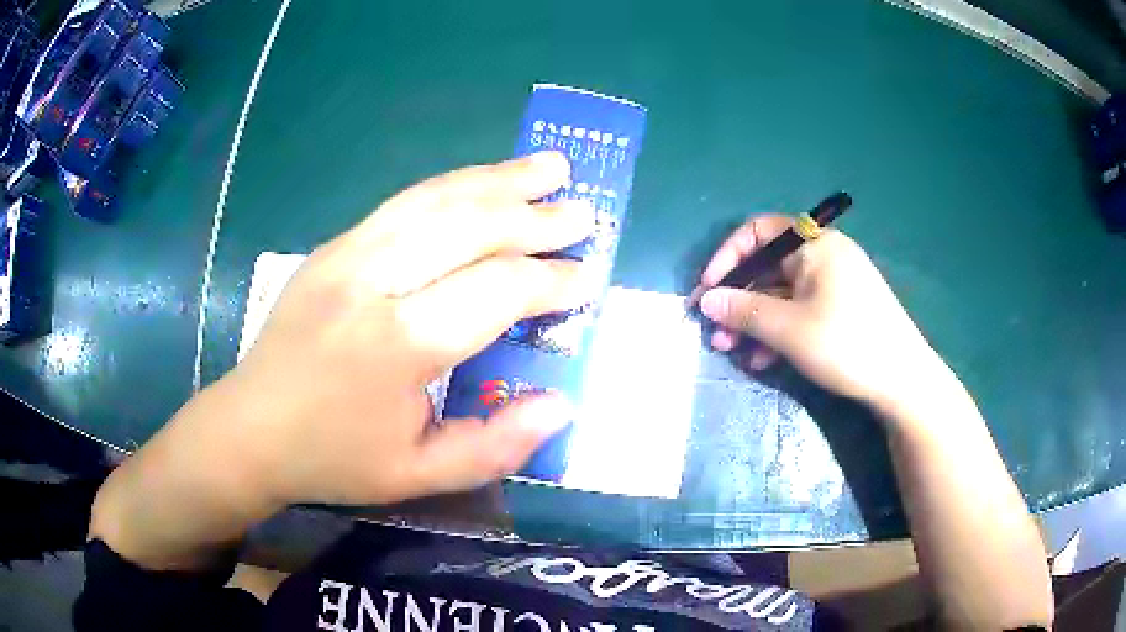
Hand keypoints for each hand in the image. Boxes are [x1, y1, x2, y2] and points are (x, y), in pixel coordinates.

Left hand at [199, 151, 595, 506]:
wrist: (250, 429)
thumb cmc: (334, 459)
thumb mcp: (418, 476)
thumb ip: (495, 446)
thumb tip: (562, 405)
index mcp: (397, 345)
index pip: (496, 292)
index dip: (550, 282)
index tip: (588, 278)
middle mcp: (373, 282)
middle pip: (470, 228)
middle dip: (535, 219)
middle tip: (585, 213)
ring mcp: (347, 254)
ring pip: (437, 200)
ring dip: (499, 180)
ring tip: (549, 167)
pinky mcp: (333, 246)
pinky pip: (404, 202)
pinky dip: (455, 186)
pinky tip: (483, 182)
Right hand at [698, 214, 942, 413]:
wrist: (902, 380)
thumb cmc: (846, 343)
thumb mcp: (789, 328)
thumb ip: (743, 311)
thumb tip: (706, 301)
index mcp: (814, 244)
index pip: (758, 232)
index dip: (727, 257)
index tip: (708, 290)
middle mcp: (823, 256)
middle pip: (768, 268)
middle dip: (738, 301)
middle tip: (717, 333)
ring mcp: (834, 284)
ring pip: (782, 295)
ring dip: (755, 321)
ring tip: (734, 351)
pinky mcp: (840, 310)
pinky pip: (800, 311)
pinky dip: (779, 331)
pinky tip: (763, 360)